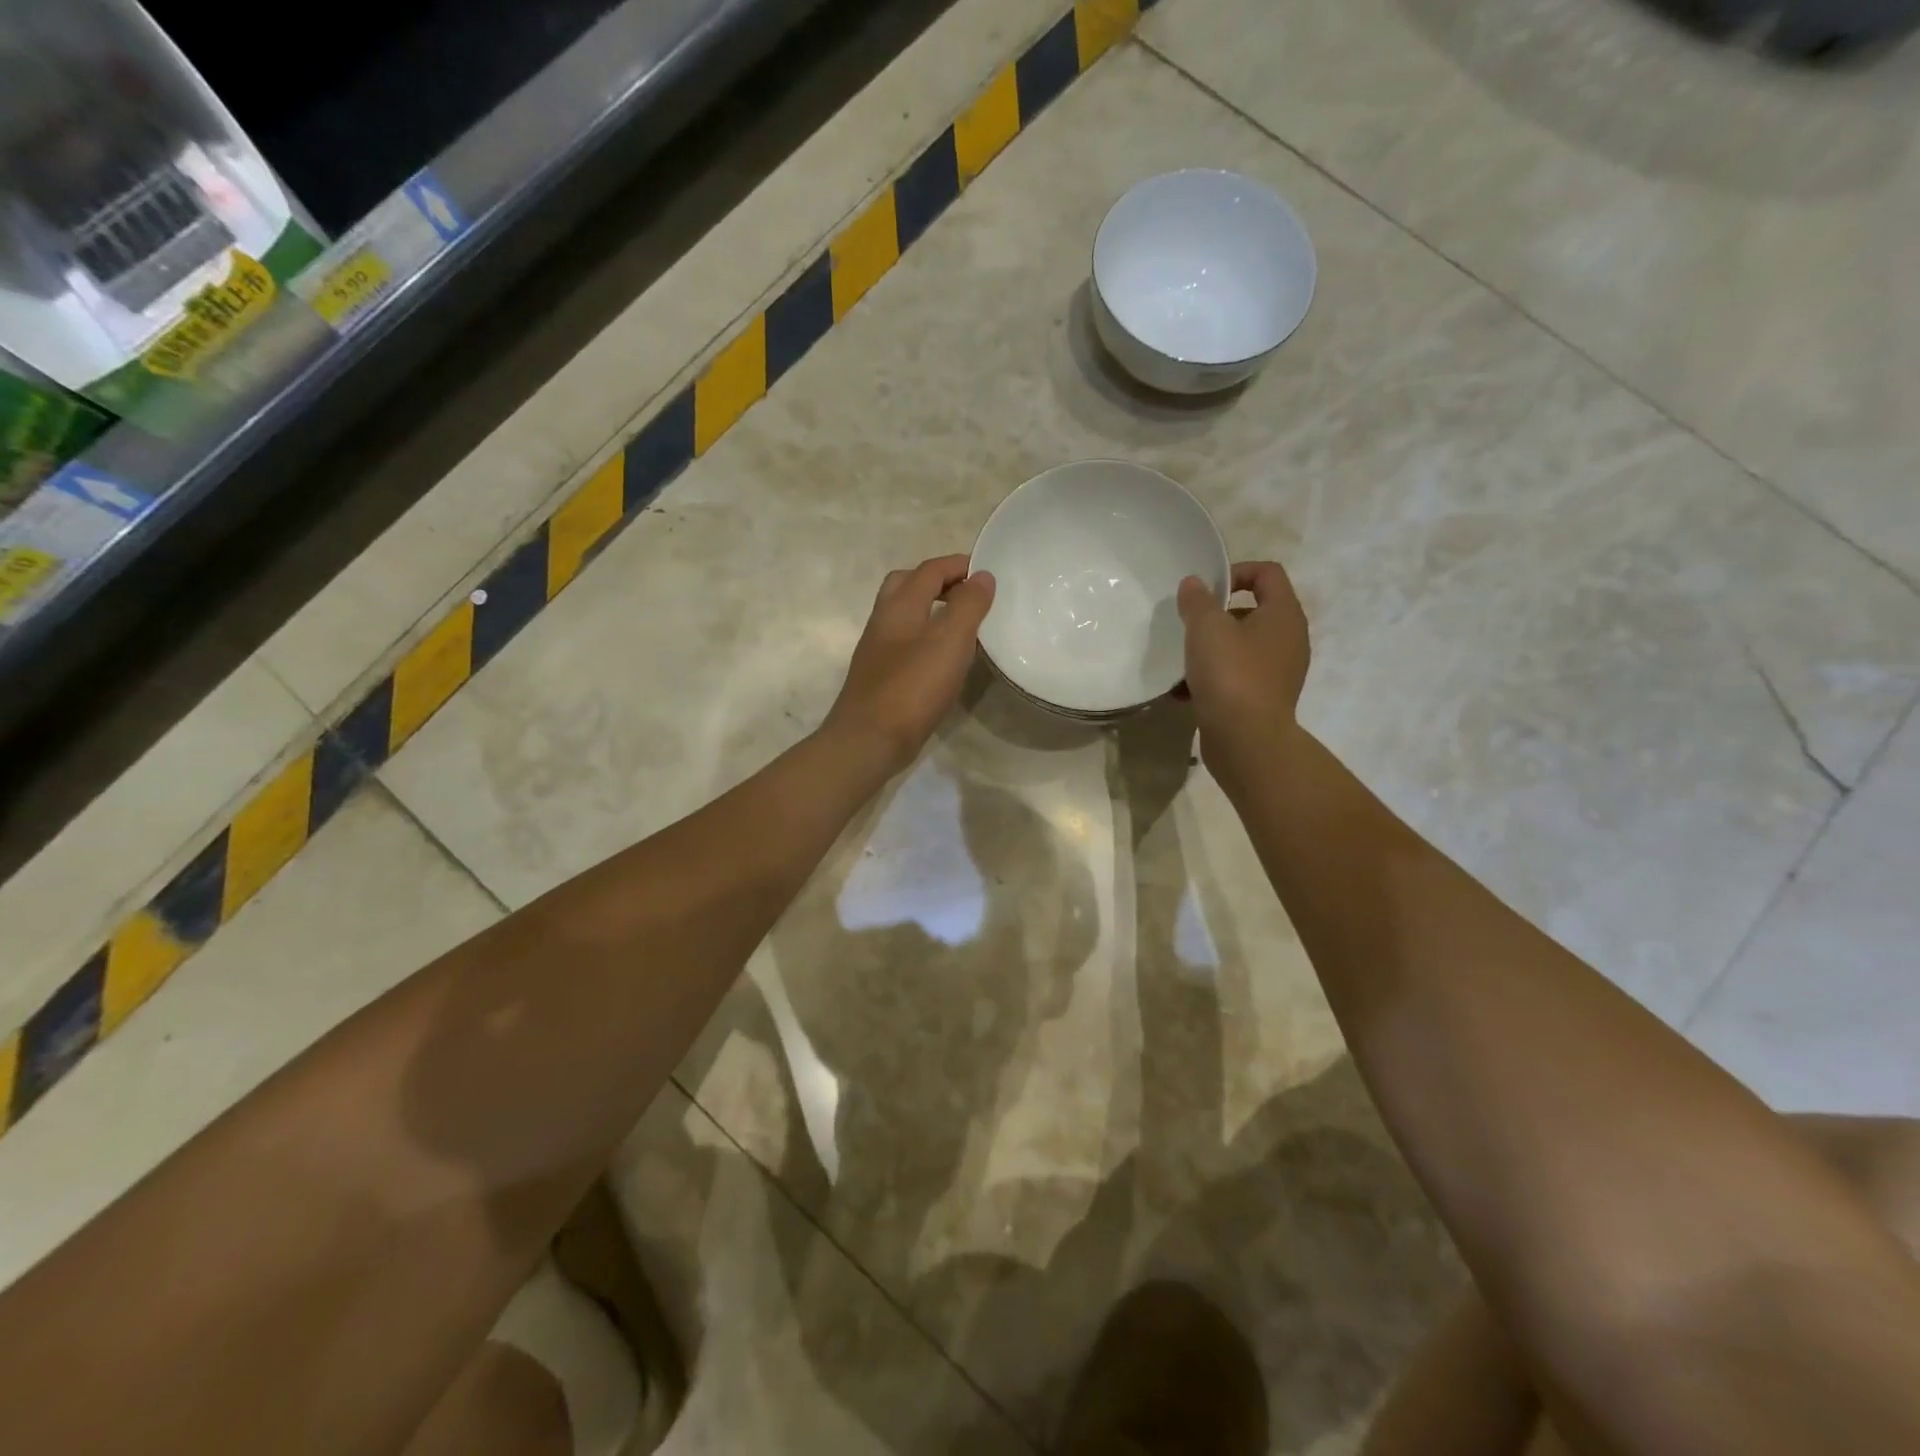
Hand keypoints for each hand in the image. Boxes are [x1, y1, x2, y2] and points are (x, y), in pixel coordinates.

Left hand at [823, 555, 995, 773]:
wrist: (869, 740)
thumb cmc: (912, 687)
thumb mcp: (950, 640)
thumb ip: (968, 605)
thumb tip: (981, 576)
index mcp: (899, 606)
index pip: (929, 570)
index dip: (957, 565)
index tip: (987, 570)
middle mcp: (884, 622)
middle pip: (907, 585)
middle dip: (937, 581)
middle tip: (968, 593)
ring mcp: (878, 651)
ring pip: (904, 616)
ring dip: (932, 610)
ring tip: (963, 625)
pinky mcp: (881, 677)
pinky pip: (906, 644)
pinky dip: (927, 639)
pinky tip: (944, 660)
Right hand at [1177, 560, 1310, 778]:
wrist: (1246, 740)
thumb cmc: (1231, 674)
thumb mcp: (1206, 628)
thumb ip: (1198, 600)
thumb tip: (1194, 583)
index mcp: (1284, 614)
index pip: (1268, 573)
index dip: (1236, 571)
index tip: (1206, 590)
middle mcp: (1289, 639)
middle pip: (1253, 611)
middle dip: (1218, 616)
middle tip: (1190, 626)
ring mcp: (1279, 672)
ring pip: (1242, 647)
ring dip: (1212, 649)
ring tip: (1183, 661)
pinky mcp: (1264, 699)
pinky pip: (1237, 677)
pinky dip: (1213, 679)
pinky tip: (1184, 692)